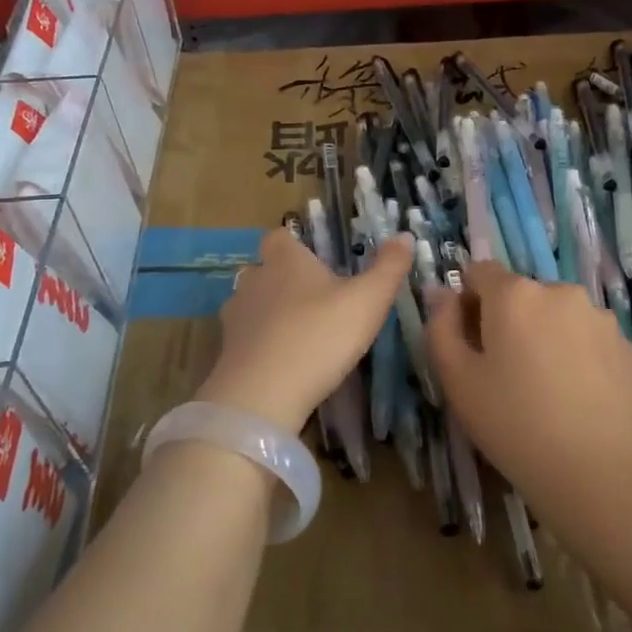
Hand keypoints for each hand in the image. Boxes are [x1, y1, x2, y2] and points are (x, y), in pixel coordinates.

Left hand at [202, 226, 412, 433]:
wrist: (262, 396)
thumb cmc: (320, 335)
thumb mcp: (368, 300)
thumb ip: (388, 267)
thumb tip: (404, 236)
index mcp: (285, 260)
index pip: (280, 236)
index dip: (296, 244)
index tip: (317, 260)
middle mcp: (254, 279)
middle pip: (265, 269)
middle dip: (285, 280)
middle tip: (317, 300)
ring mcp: (235, 316)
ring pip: (253, 304)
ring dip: (271, 313)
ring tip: (301, 333)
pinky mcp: (227, 351)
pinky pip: (247, 338)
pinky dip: (262, 344)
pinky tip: (283, 362)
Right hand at [424, 261, 631, 524]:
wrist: (598, 473)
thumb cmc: (514, 425)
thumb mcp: (457, 380)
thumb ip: (440, 327)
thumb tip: (443, 294)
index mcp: (514, 294)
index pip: (479, 271)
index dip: (468, 301)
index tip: (471, 342)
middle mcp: (559, 290)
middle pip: (520, 293)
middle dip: (507, 320)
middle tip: (505, 373)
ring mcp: (598, 315)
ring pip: (555, 313)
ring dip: (543, 334)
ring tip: (545, 387)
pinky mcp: (623, 342)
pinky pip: (585, 334)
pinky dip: (574, 352)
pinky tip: (575, 394)